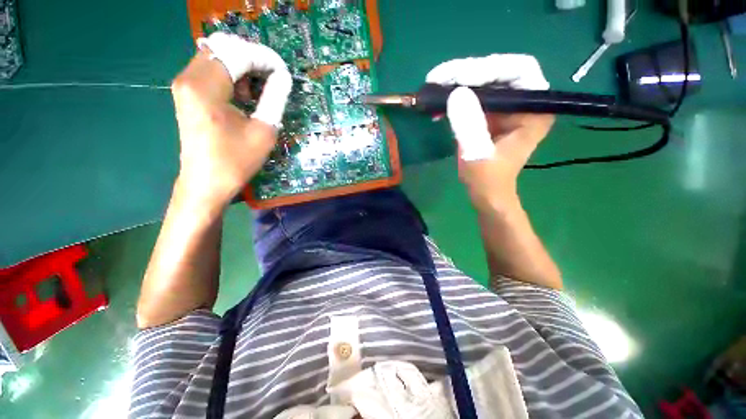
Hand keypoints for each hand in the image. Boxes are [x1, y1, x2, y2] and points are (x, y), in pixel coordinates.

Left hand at [170, 33, 291, 210]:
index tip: (284, 73)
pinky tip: (242, 96)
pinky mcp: (186, 93)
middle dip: (253, 59)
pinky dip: (230, 75)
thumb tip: (284, 77)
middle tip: (273, 79)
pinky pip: (210, 70)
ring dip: (242, 67)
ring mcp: (184, 85)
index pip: (238, 54)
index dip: (265, 59)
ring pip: (216, 56)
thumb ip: (274, 99)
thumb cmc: (236, 161)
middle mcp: (188, 78)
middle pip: (224, 48)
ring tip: (258, 91)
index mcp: (205, 87)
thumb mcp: (263, 131)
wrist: (206, 183)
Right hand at [426, 54, 554, 206]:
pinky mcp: (492, 114)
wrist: (487, 193)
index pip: (518, 70)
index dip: (488, 68)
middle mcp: (525, 102)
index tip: (457, 77)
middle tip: (438, 78)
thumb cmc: (488, 179)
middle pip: (499, 72)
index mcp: (534, 109)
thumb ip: (470, 126)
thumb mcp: (477, 154)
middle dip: (467, 73)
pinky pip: (474, 97)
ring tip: (434, 88)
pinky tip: (438, 105)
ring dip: (457, 83)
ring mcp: (507, 107)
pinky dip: (455, 98)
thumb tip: (456, 93)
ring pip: (484, 82)